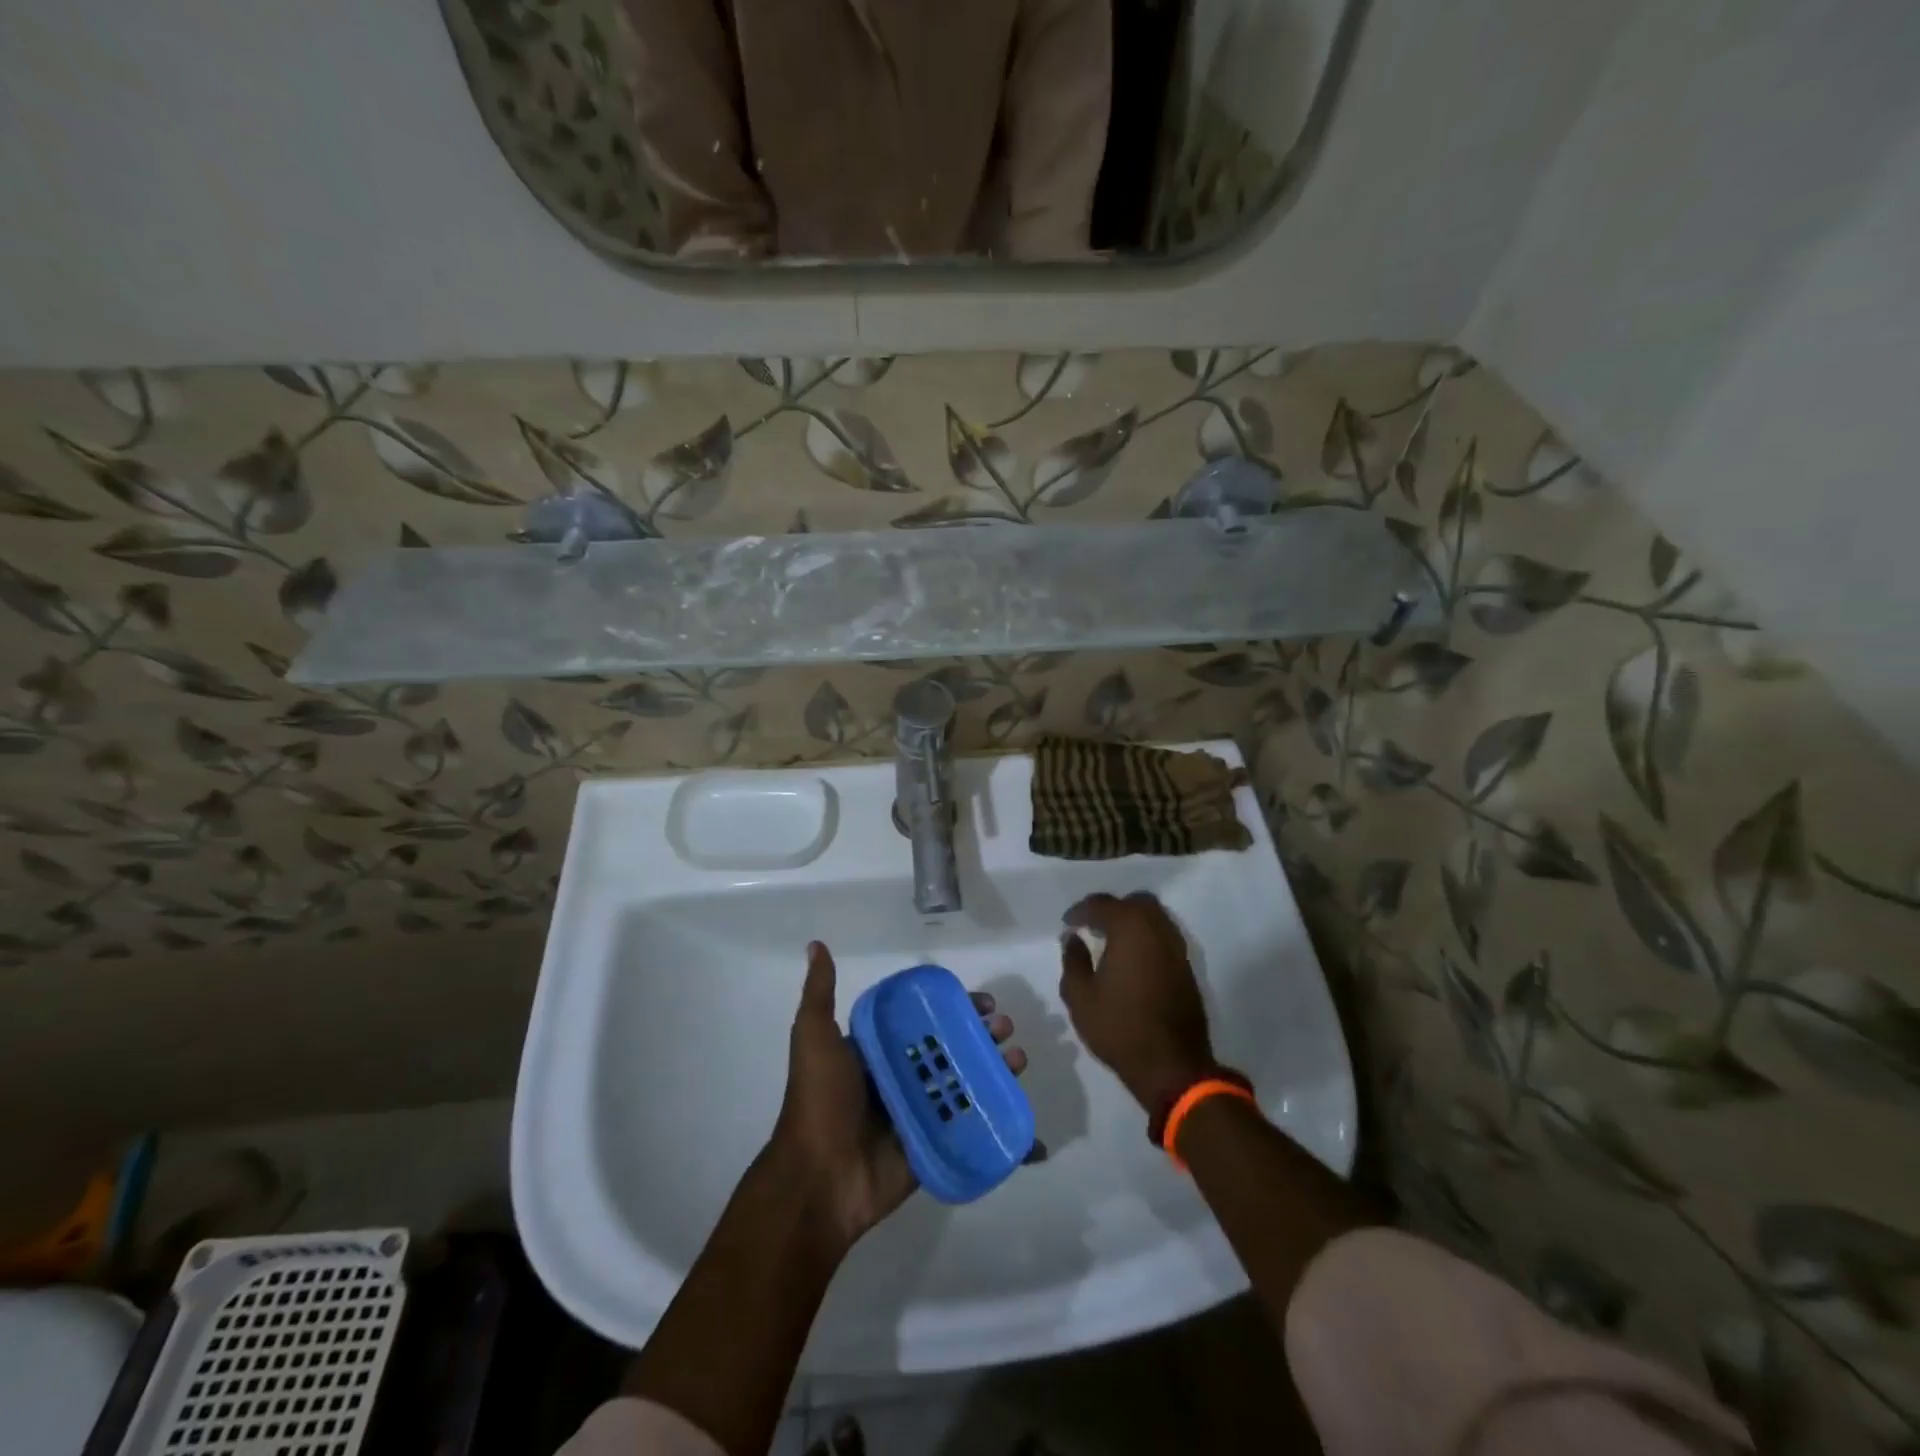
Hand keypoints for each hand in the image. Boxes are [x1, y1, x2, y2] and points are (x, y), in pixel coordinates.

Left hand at [768, 942, 1025, 1251]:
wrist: (819, 1179)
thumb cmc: (820, 1100)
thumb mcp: (814, 1038)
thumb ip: (820, 994)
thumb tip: (816, 945)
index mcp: (879, 1052)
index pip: (925, 1021)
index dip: (955, 1009)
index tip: (983, 1003)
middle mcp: (901, 1077)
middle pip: (952, 1049)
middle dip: (982, 1036)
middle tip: (1005, 1029)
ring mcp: (919, 1113)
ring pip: (965, 1084)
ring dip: (995, 1069)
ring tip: (1017, 1059)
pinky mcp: (933, 1145)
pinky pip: (968, 1126)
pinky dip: (995, 1116)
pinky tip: (1019, 1104)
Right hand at [1059, 892, 1214, 1112]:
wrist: (1173, 1066)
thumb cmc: (1120, 1028)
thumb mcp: (1080, 997)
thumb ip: (1073, 960)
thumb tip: (1073, 938)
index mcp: (1130, 929)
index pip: (1102, 904)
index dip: (1081, 911)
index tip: (1068, 923)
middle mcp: (1158, 929)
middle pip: (1135, 902)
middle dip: (1112, 909)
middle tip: (1092, 926)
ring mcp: (1177, 948)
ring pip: (1155, 918)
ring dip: (1133, 922)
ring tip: (1111, 941)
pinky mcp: (1187, 967)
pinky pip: (1164, 937)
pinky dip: (1147, 938)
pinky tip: (1132, 959)